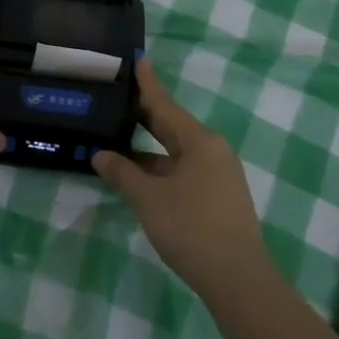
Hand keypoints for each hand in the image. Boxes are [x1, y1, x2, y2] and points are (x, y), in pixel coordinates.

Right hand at [92, 57, 268, 299]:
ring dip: (149, 149)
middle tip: (118, 98)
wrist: (238, 280)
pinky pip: (185, 171)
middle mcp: (213, 150)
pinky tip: (141, 176)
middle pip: (172, 126)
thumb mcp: (149, 199)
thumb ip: (122, 173)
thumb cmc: (191, 228)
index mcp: (199, 141)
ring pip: (177, 152)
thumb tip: (100, 154)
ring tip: (119, 140)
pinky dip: (161, 168)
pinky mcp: (220, 198)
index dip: (147, 83)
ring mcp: (219, 175)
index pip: (165, 104)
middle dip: (145, 115)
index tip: (137, 58)